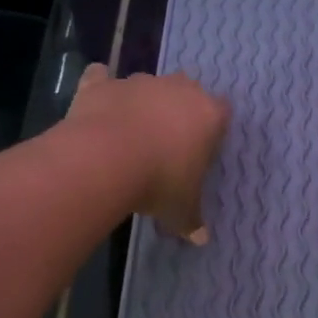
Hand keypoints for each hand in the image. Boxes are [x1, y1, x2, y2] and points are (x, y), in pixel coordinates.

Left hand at [67, 65, 230, 241]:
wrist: (106, 160)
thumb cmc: (160, 182)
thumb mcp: (181, 209)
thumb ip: (192, 220)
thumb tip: (201, 239)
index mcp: (208, 114)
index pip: (222, 112)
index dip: (212, 130)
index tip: (201, 151)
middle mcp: (177, 89)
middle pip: (186, 91)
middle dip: (178, 111)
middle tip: (167, 143)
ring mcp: (138, 82)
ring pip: (146, 85)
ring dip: (141, 102)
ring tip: (129, 133)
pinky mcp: (103, 84)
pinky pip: (102, 78)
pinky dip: (99, 87)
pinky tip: (96, 103)